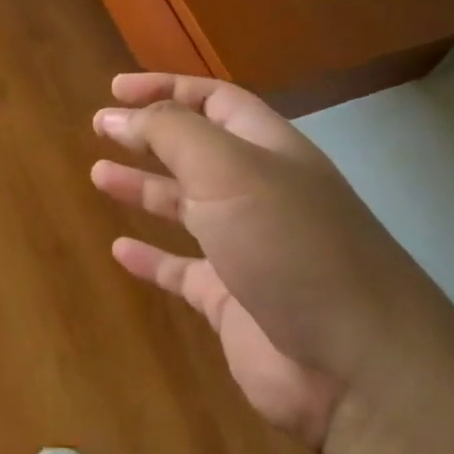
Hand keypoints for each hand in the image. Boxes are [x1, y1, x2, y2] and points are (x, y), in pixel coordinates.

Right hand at [91, 74, 448, 449]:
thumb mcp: (227, 169)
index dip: (166, 88)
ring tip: (98, 175)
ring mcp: (247, 249)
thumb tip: (119, 115)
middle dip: (150, 135)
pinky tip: (120, 250)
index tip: (114, 89)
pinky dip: (151, 259)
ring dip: (144, 188)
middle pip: (197, 151)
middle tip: (100, 128)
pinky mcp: (232, 302)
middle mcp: (260, 193)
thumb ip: (171, 133)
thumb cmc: (289, 244)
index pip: (214, 101)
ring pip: (186, 207)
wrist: (354, 365)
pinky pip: (183, 272)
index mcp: (269, 150)